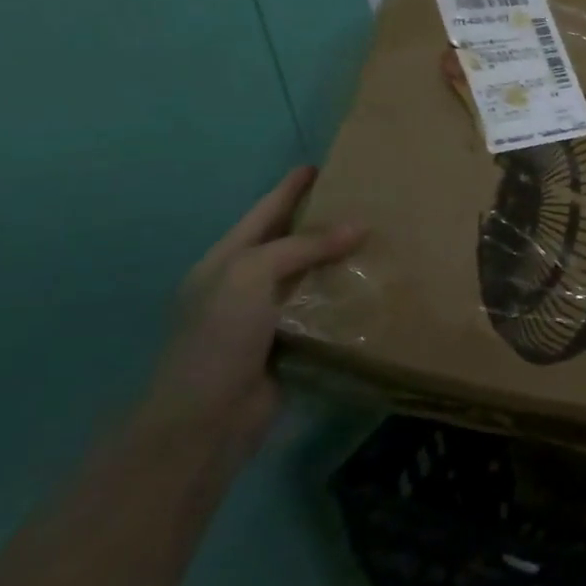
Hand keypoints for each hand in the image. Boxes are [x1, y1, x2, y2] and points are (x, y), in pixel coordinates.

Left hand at [144, 167, 364, 448]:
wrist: (206, 419)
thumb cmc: (218, 338)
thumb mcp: (250, 277)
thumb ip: (302, 247)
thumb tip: (359, 226)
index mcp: (226, 261)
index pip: (264, 213)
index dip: (289, 189)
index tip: (320, 166)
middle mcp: (245, 284)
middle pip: (290, 242)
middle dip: (322, 222)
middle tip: (365, 202)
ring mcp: (267, 317)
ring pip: (311, 277)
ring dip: (341, 261)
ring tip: (380, 241)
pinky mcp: (291, 345)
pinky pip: (324, 311)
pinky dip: (346, 298)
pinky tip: (375, 289)